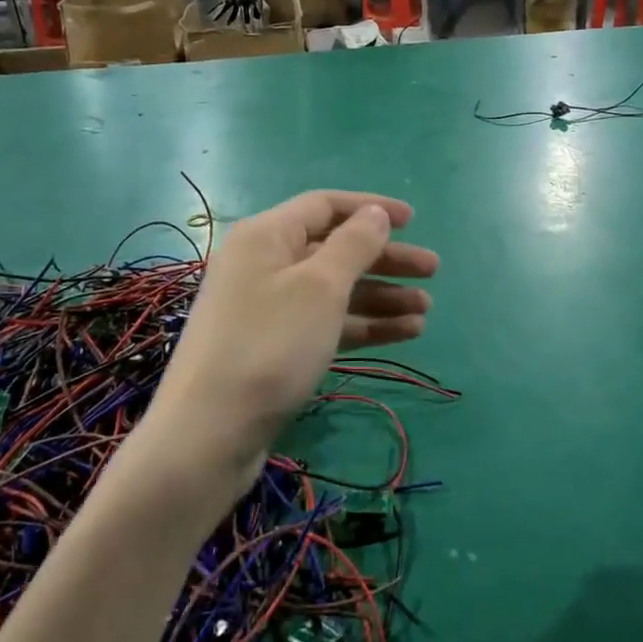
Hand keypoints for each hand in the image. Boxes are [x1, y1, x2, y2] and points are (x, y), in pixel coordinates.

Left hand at [147, 192, 438, 483]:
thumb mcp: (320, 287)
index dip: (370, 209)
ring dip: (381, 297)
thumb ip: (354, 245)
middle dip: (385, 259)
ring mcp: (267, 310)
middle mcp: (264, 265)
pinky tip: (403, 334)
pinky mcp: (274, 348)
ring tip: (425, 311)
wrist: (208, 435)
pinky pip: (325, 324)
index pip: (325, 206)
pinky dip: (362, 326)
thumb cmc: (270, 345)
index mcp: (266, 236)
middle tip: (433, 271)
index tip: (414, 221)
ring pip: (334, 291)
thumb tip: (373, 213)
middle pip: (334, 249)